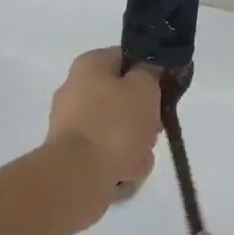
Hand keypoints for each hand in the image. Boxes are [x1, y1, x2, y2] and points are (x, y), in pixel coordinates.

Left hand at [45, 48, 160, 224]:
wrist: (78, 177)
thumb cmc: (114, 123)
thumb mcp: (144, 88)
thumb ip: (151, 72)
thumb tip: (148, 69)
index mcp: (89, 65)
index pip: (126, 58)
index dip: (148, 72)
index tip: (163, 90)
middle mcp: (74, 89)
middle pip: (121, 97)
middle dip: (142, 115)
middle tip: (155, 127)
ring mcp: (70, 124)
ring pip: (115, 128)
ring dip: (134, 143)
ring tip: (142, 157)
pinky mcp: (70, 155)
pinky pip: (104, 153)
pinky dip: (118, 162)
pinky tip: (129, 173)